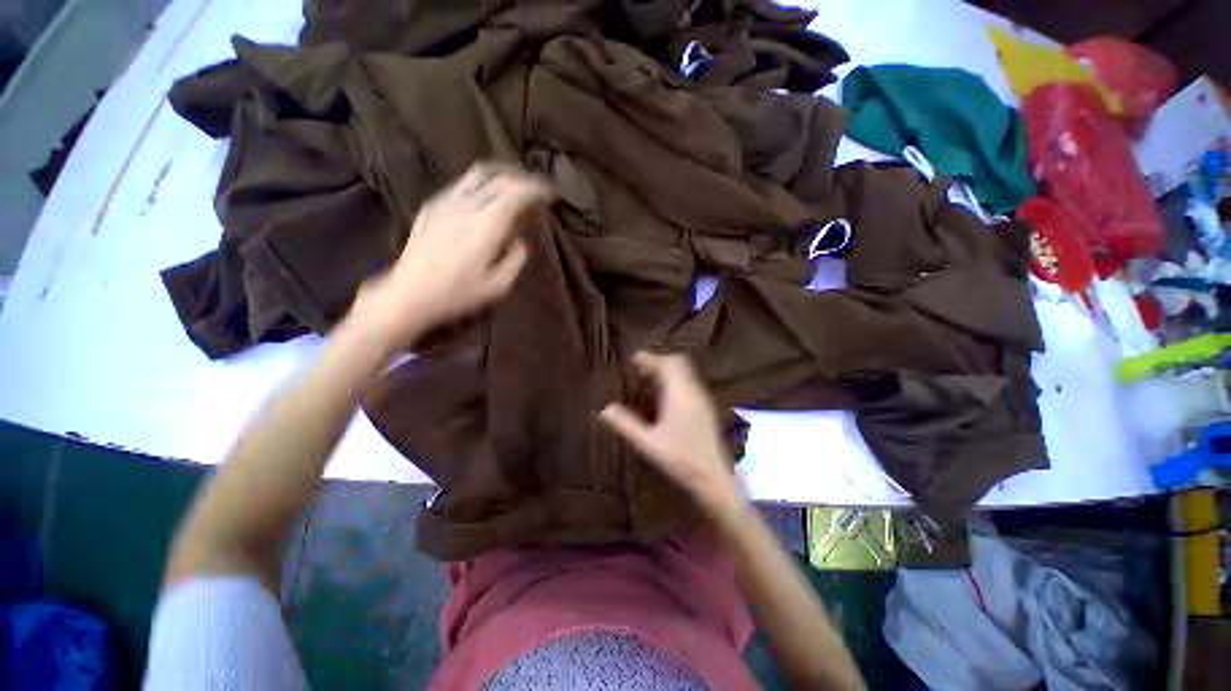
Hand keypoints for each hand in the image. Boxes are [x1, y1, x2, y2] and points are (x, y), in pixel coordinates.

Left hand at [349, 162, 554, 349]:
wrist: (408, 295)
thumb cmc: (457, 295)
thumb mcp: (498, 286)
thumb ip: (515, 259)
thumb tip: (519, 241)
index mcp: (486, 225)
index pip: (517, 193)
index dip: (537, 189)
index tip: (550, 195)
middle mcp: (467, 206)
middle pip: (500, 178)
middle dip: (523, 180)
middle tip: (537, 190)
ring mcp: (445, 203)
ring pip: (478, 174)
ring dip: (502, 176)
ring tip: (515, 186)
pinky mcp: (432, 207)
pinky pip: (462, 184)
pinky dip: (482, 184)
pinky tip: (486, 197)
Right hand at [599, 352, 744, 516]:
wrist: (714, 478)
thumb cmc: (680, 460)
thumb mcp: (648, 443)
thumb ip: (626, 424)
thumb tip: (604, 409)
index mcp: (680, 395)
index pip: (667, 364)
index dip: (650, 359)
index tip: (633, 361)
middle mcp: (693, 391)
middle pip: (678, 363)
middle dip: (658, 362)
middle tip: (640, 370)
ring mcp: (702, 399)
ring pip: (685, 372)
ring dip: (667, 371)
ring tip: (648, 381)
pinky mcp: (705, 407)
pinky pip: (689, 383)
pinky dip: (674, 381)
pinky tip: (663, 397)